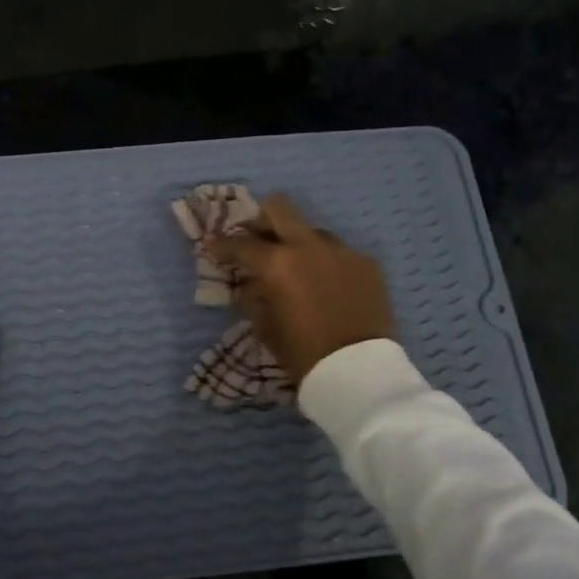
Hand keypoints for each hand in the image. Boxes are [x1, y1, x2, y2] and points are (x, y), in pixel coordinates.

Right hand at [204, 193, 394, 384]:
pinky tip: (327, 285)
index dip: (221, 244)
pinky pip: (339, 252)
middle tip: (256, 239)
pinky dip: (325, 263)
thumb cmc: (302, 353)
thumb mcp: (264, 327)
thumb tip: (249, 282)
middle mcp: (308, 246)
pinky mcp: (366, 262)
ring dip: (298, 242)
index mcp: (276, 263)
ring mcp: (341, 250)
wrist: (358, 371)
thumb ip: (252, 296)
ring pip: (312, 230)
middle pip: (279, 208)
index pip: (240, 243)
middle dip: (261, 220)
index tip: (212, 245)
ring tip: (296, 267)